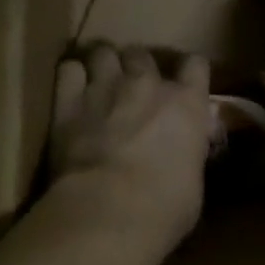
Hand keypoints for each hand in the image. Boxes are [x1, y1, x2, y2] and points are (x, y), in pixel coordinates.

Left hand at [48, 45, 211, 255]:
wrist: (108, 212)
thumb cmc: (164, 208)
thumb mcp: (193, 182)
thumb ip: (187, 155)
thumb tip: (181, 156)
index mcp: (187, 104)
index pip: (196, 65)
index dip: (189, 72)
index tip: (183, 84)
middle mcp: (148, 85)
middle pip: (142, 54)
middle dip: (137, 66)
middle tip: (133, 88)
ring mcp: (106, 87)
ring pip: (104, 52)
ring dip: (103, 65)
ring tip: (99, 82)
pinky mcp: (68, 101)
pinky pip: (69, 69)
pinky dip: (71, 76)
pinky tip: (71, 91)